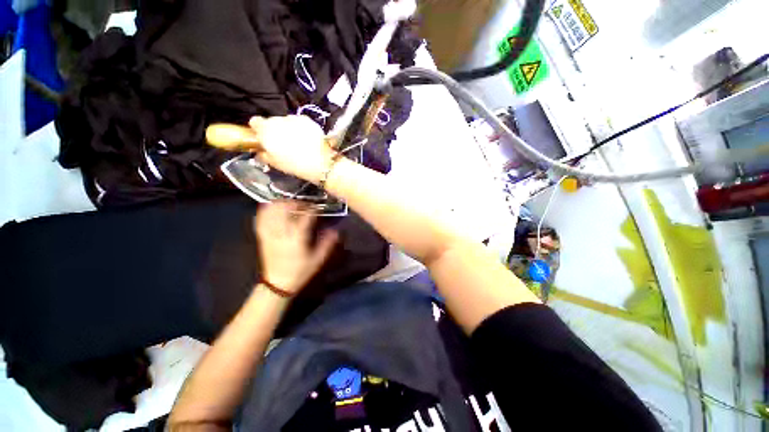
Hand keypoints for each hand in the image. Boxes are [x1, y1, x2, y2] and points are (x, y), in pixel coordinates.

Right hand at [250, 115, 335, 183]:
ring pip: (286, 121)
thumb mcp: (275, 164)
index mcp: (266, 130)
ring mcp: (293, 118)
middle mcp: (278, 120)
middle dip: (275, 130)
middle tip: (283, 143)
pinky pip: (299, 122)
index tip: (264, 138)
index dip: (259, 130)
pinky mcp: (307, 120)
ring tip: (298, 142)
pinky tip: (307, 139)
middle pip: (272, 121)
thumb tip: (261, 151)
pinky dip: (301, 128)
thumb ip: (263, 154)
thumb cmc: (295, 165)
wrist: (321, 161)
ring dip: (288, 128)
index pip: (255, 122)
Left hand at [254, 201, 338, 294]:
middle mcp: (282, 231)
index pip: (306, 215)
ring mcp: (270, 232)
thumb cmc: (300, 271)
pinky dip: (267, 209)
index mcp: (298, 236)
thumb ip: (328, 242)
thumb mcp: (319, 259)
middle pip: (287, 207)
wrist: (278, 283)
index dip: (314, 208)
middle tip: (305, 206)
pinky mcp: (262, 235)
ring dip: (282, 203)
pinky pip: (261, 217)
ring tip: (291, 205)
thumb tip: (336, 229)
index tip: (319, 208)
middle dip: (297, 203)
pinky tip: (273, 207)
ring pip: (273, 209)